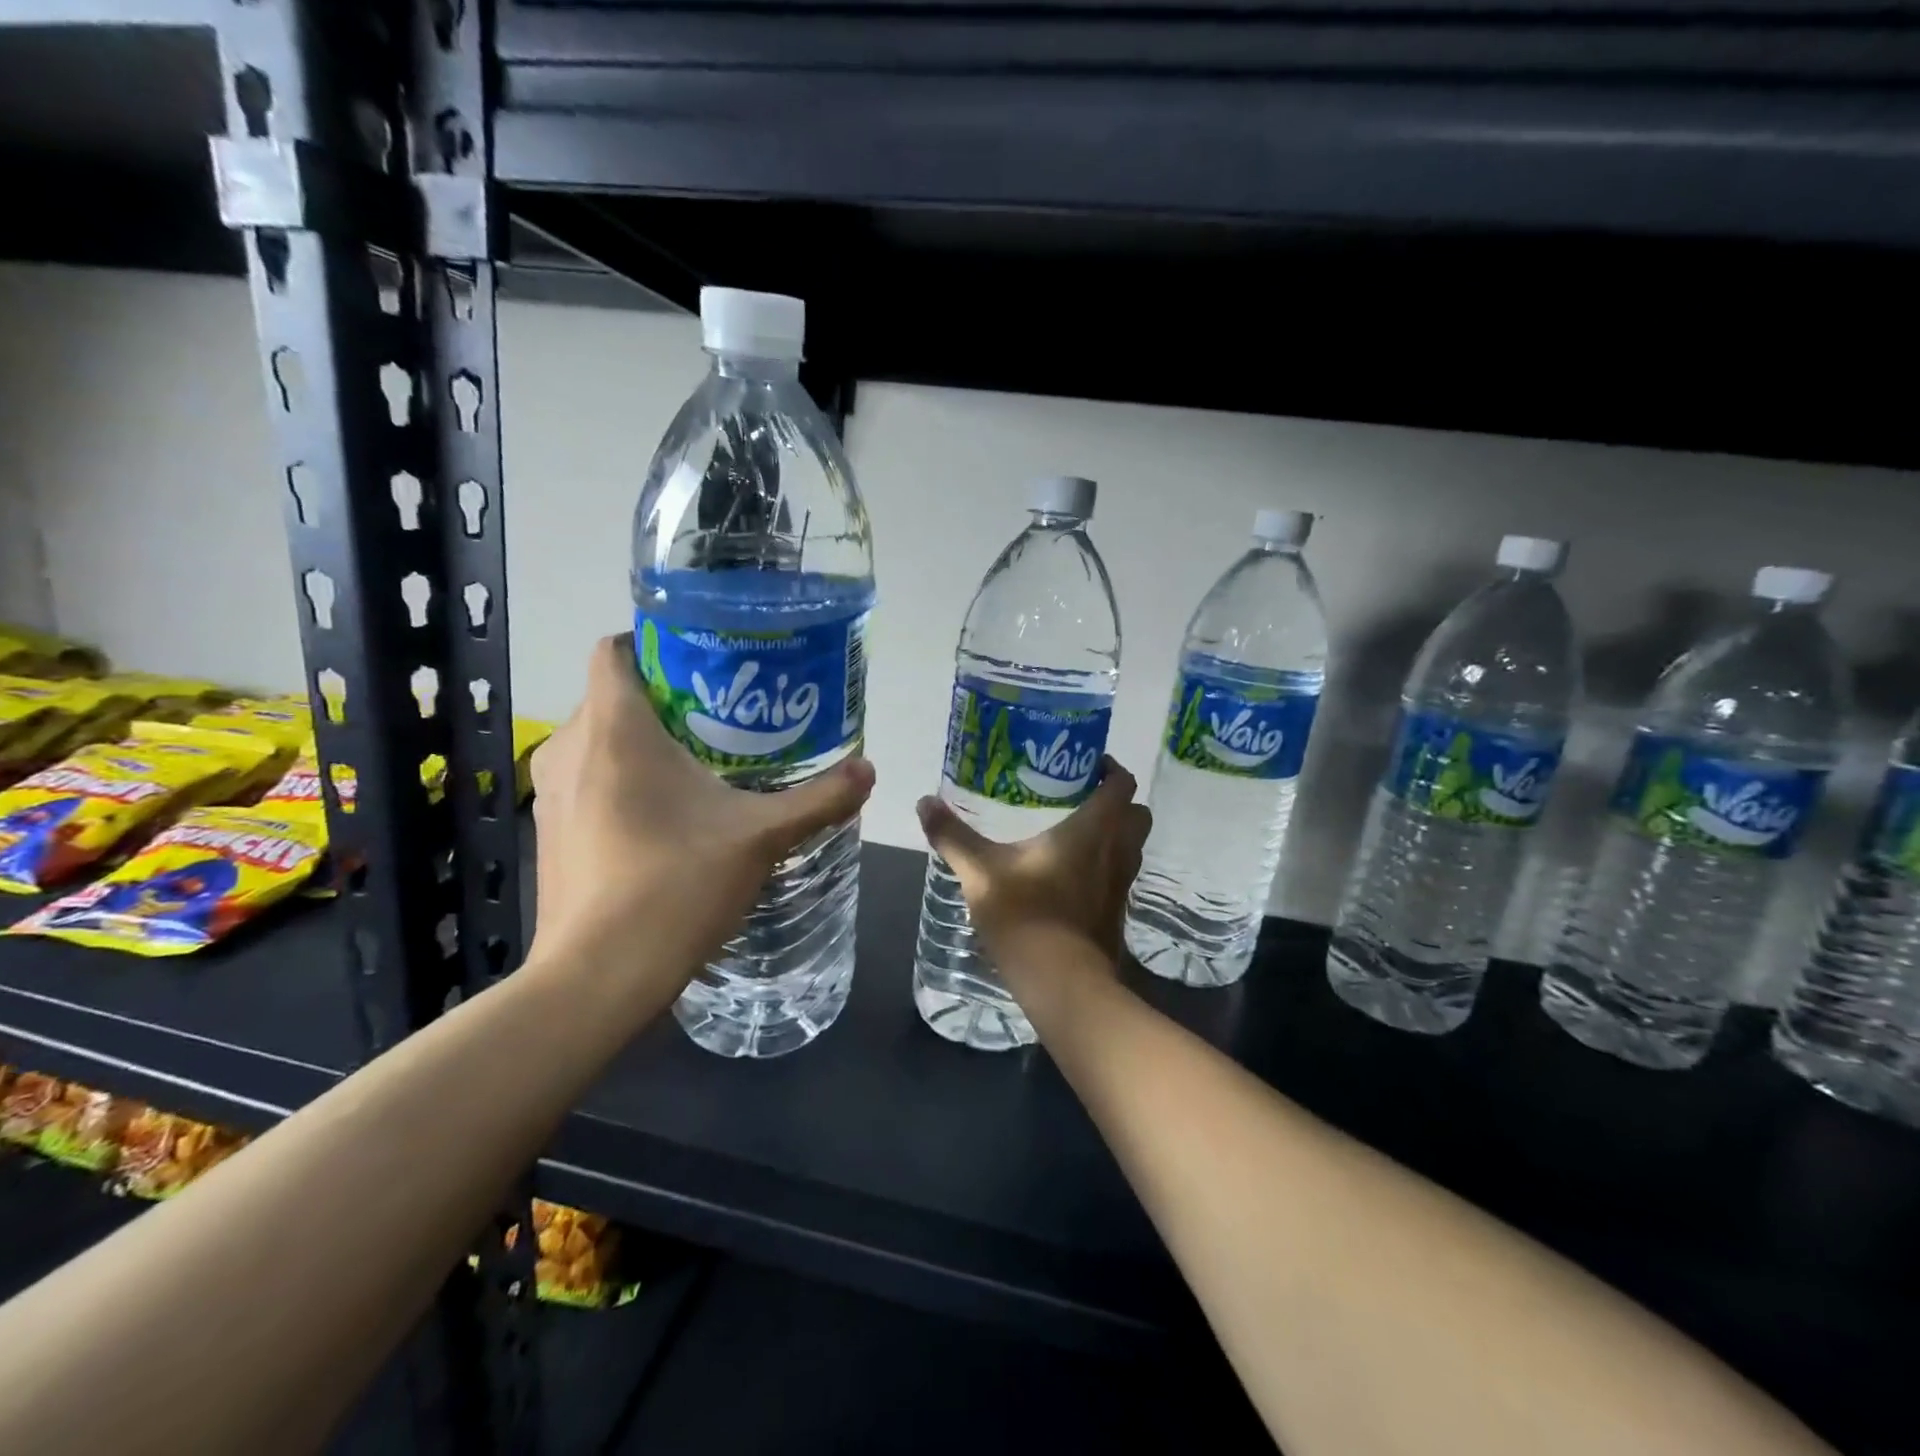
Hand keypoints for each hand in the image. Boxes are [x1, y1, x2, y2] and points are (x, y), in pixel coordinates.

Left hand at [526, 636, 874, 997]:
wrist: (598, 977)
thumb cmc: (676, 886)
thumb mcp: (761, 837)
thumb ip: (819, 799)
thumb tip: (869, 770)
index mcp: (616, 730)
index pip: (616, 648)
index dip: (655, 641)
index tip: (705, 659)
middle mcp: (572, 748)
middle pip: (615, 694)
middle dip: (668, 695)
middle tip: (726, 714)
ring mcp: (553, 792)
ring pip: (600, 738)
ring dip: (645, 740)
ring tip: (704, 762)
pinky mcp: (553, 831)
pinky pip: (590, 778)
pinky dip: (624, 777)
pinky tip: (669, 814)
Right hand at [915, 757, 1151, 979]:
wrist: (1061, 982)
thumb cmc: (1025, 915)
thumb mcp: (980, 873)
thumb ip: (953, 836)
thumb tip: (923, 801)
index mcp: (1093, 829)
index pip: (1121, 783)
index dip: (1109, 767)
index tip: (1084, 764)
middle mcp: (1117, 851)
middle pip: (1137, 812)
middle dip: (1116, 801)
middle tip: (1080, 797)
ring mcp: (1122, 884)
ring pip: (1132, 845)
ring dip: (1114, 833)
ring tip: (1075, 832)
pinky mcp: (1117, 911)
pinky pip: (1120, 874)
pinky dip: (1106, 865)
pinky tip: (1071, 873)